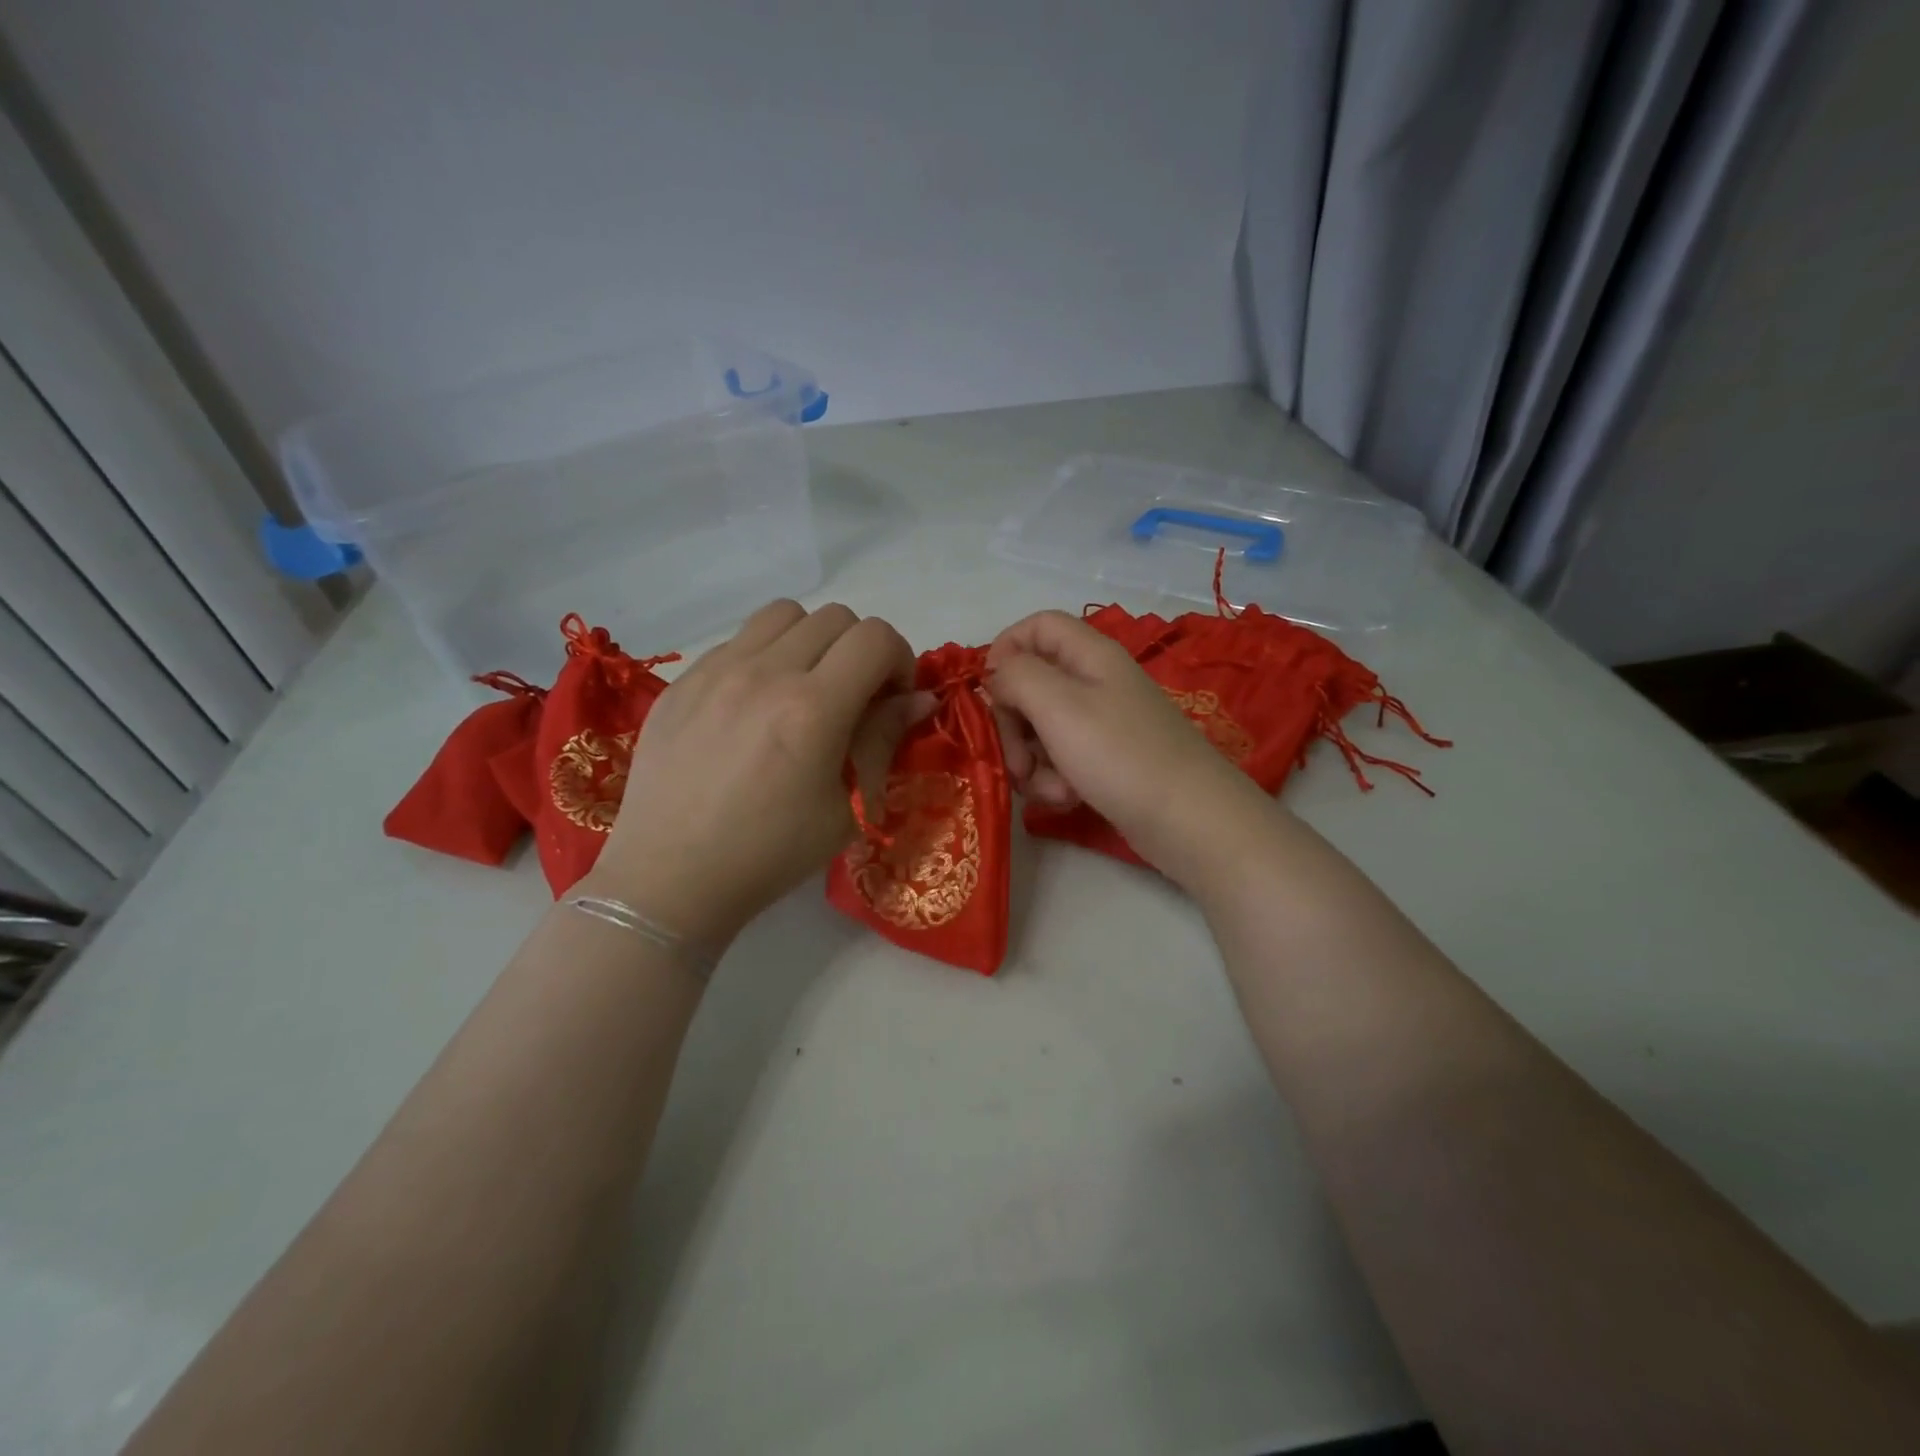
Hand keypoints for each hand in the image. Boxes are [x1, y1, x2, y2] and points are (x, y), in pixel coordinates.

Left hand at [585, 601, 931, 949]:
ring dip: (812, 641)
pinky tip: (756, 707)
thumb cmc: (771, 853)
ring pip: (784, 615)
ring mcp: (716, 671)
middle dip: (861, 651)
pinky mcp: (682, 682)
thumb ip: (882, 740)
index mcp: (812, 709)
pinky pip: (738, 641)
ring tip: (806, 688)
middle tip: (855, 697)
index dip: (899, 660)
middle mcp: (764, 673)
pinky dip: (765, 657)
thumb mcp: (846, 808)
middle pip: (835, 618)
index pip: (875, 638)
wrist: (671, 877)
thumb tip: (919, 699)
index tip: (892, 699)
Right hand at [986, 610, 1270, 884]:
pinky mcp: (1104, 761)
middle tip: (1015, 760)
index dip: (1005, 650)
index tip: (988, 692)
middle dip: (1012, 724)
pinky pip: (1060, 760)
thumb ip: (1017, 677)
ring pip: (1040, 728)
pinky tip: (1067, 799)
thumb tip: (997, 674)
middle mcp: (1095, 682)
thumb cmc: (1120, 754)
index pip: (1037, 626)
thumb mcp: (1058, 706)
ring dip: (1031, 760)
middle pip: (1031, 683)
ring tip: (1049, 790)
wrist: (1189, 820)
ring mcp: (1100, 724)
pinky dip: (1053, 780)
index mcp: (1089, 655)